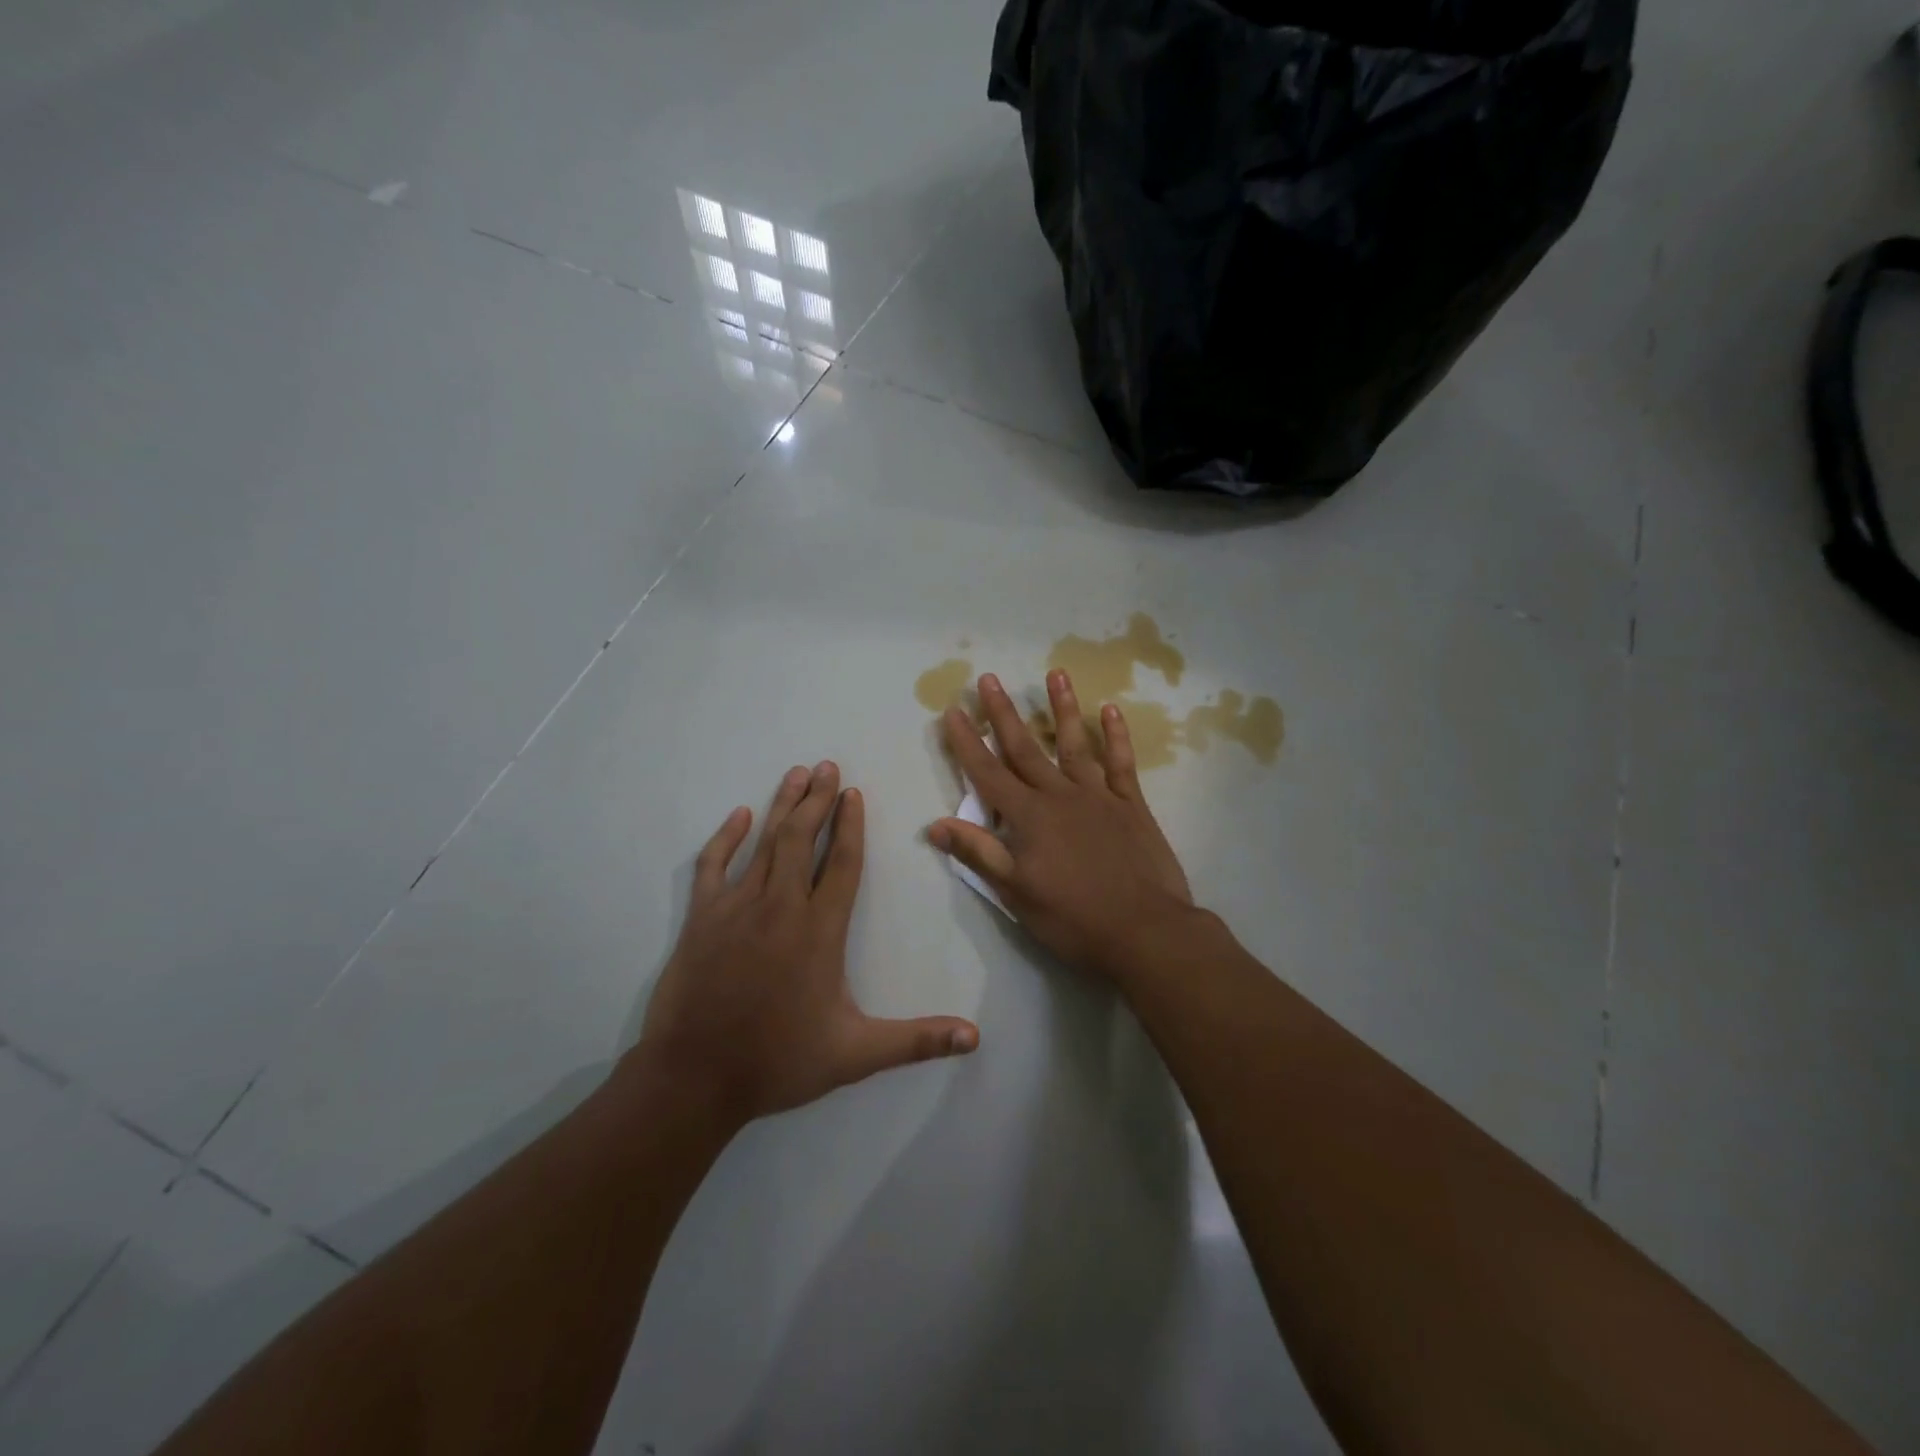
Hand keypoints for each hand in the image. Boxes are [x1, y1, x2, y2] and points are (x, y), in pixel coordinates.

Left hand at [635, 763, 979, 1127]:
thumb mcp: (855, 1055)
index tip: (853, 792)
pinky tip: (738, 816)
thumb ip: (917, 1041)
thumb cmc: (779, 1062)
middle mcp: (780, 907)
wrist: (694, 1079)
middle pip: (801, 840)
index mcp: (819, 931)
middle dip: (817, 800)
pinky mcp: (702, 918)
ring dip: (782, 806)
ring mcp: (736, 908)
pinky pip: (713, 866)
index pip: (841, 864)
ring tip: (797, 774)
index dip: (849, 825)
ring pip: (764, 843)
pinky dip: (726, 838)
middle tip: (828, 767)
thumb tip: (975, 1037)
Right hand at [928, 671, 1198, 982]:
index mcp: (1029, 817)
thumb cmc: (1074, 918)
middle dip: (1003, 714)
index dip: (968, 743)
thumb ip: (979, 854)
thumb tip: (935, 825)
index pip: (988, 773)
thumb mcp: (1016, 894)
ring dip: (1062, 709)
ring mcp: (1099, 796)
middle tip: (989, 679)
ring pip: (1076, 744)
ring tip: (1056, 674)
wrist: (1145, 931)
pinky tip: (1111, 710)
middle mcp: (1060, 796)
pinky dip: (1116, 736)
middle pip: (1025, 749)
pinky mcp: (1131, 805)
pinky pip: (1121, 763)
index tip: (953, 711)